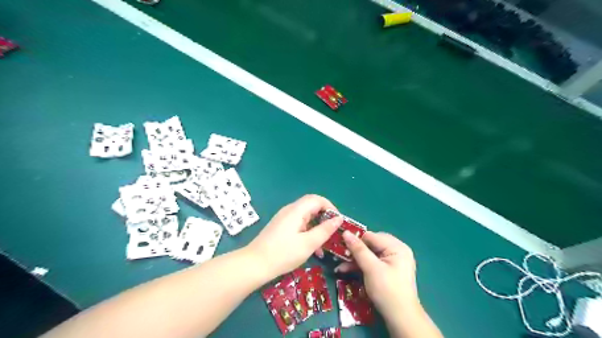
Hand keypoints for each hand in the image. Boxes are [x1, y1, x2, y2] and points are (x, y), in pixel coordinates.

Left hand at [246, 194, 339, 277]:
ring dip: (317, 227)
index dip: (330, 207)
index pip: (317, 199)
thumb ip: (325, 230)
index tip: (339, 221)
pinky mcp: (280, 227)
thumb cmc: (283, 254)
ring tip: (325, 244)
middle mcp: (290, 210)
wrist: (255, 264)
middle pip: (311, 206)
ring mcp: (284, 218)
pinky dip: (308, 232)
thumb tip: (339, 219)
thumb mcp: (308, 243)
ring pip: (306, 217)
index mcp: (296, 210)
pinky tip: (312, 248)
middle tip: (333, 232)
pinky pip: (299, 224)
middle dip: (325, 218)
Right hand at [338, 231, 419, 320]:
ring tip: (340, 265)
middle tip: (340, 255)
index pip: (372, 236)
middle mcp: (396, 251)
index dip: (356, 240)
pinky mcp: (387, 271)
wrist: (401, 319)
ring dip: (355, 260)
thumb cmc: (387, 291)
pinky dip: (361, 266)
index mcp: (397, 247)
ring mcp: (392, 261)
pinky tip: (346, 270)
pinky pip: (372, 263)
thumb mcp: (371, 268)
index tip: (341, 245)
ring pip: (369, 254)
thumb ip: (358, 250)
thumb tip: (345, 232)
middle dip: (354, 251)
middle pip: (370, 244)